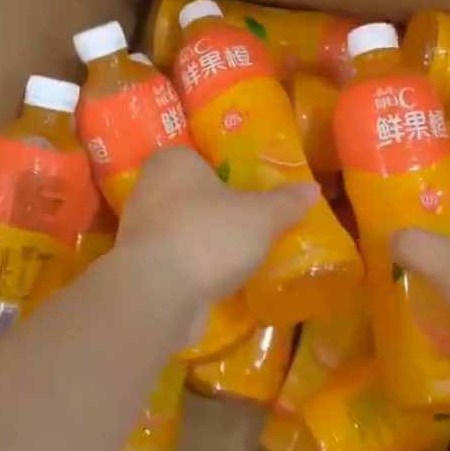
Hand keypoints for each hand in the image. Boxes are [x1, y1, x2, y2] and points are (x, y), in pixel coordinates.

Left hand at [114, 147, 318, 313]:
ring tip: (236, 255)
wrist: (158, 293)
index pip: (198, 157)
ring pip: (179, 228)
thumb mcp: (261, 216)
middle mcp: (148, 189)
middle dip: (213, 208)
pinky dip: (190, 268)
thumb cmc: (209, 234)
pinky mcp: (137, 268)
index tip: (246, 190)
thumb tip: (313, 189)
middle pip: (188, 194)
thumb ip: (286, 202)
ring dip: (201, 241)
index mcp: (173, 162)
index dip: (222, 172)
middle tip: (247, 222)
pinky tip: (215, 280)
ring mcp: (137, 231)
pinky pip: (172, 260)